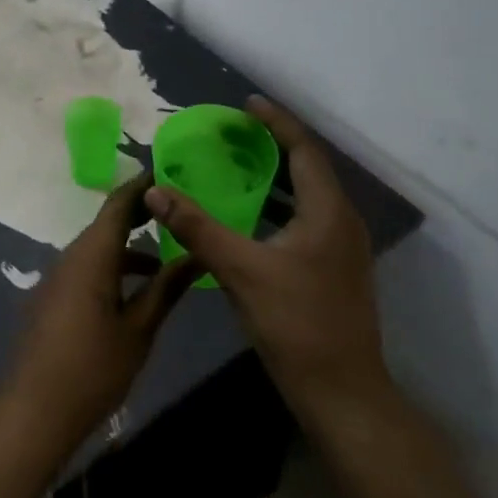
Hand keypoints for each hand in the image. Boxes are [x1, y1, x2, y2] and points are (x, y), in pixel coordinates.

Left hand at [3, 173, 200, 449]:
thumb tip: (196, 255)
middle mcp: (71, 257)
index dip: (144, 186)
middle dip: (141, 214)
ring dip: (128, 247)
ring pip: (98, 249)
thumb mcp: (138, 329)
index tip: (171, 172)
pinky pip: (86, 268)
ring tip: (165, 254)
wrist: (33, 413)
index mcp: (91, 255)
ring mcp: (57, 278)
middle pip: (107, 223)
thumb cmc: (92, 369)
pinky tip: (136, 291)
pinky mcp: (52, 299)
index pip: (119, 204)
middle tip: (177, 209)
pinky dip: (113, 268)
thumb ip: (166, 289)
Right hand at [145, 96, 387, 419]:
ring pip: (306, 198)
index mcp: (328, 211)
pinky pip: (303, 221)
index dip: (276, 122)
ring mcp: (340, 249)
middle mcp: (340, 221)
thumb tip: (155, 190)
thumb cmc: (296, 324)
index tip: (247, 103)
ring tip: (236, 165)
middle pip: (308, 168)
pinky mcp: (332, 270)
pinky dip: (276, 208)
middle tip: (234, 133)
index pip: (304, 149)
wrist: (342, 393)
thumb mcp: (241, 271)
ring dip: (274, 178)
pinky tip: (246, 218)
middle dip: (273, 145)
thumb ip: (197, 227)